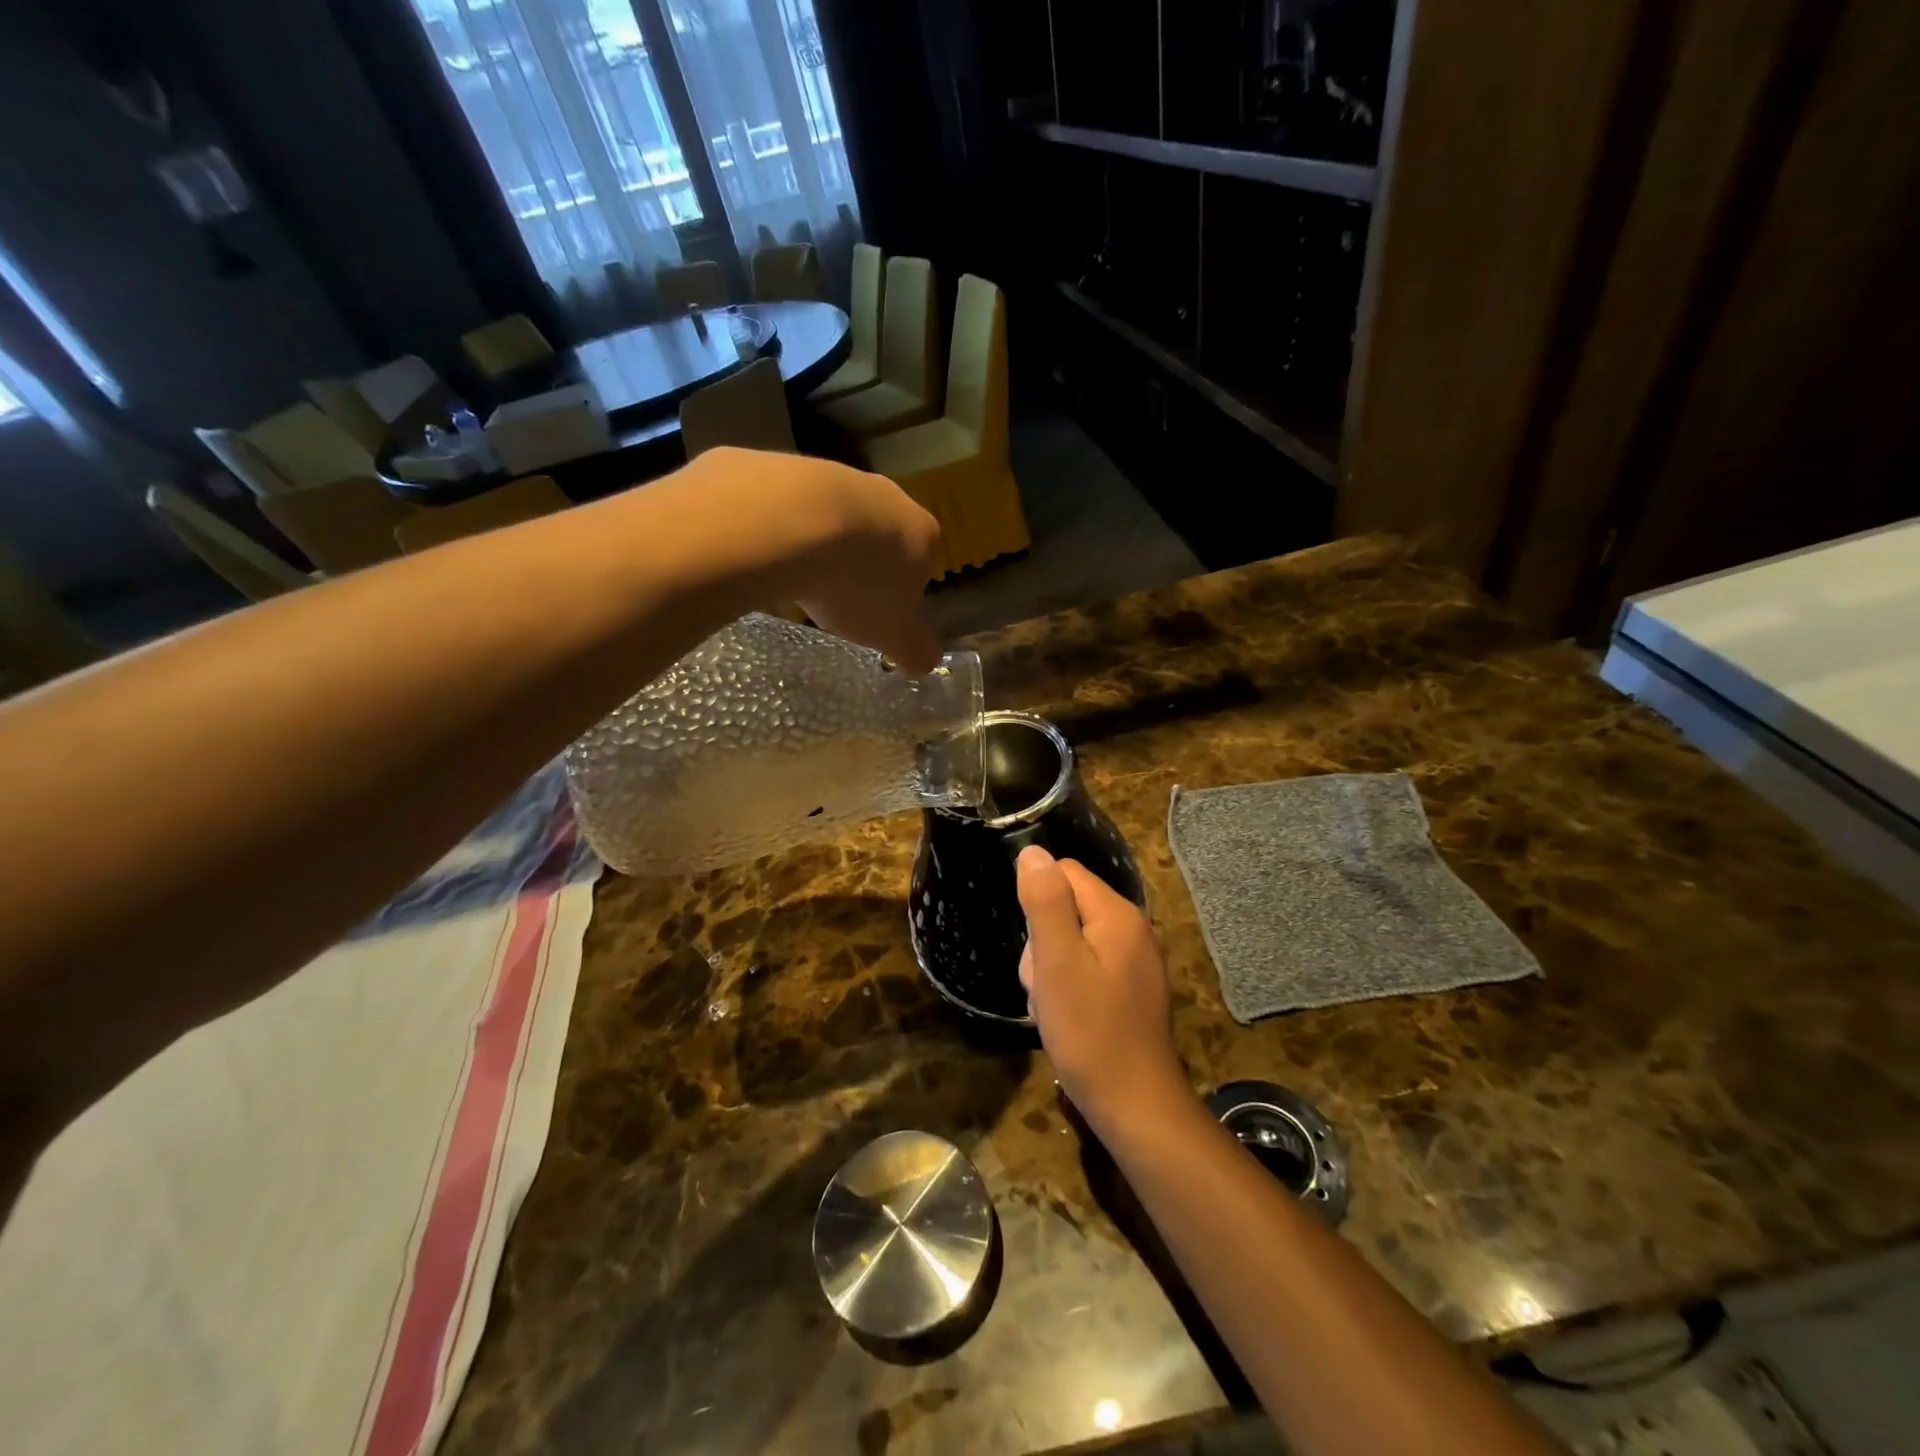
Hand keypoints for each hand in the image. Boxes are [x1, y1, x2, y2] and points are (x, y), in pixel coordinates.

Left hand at [671, 448, 942, 671]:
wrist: (788, 523)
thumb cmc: (856, 584)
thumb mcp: (893, 634)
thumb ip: (916, 649)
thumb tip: (927, 662)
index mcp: (923, 534)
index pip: (923, 565)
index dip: (902, 593)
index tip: (877, 615)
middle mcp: (888, 495)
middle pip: (879, 536)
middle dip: (861, 564)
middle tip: (837, 598)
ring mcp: (837, 474)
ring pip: (835, 517)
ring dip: (821, 544)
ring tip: (798, 578)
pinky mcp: (787, 465)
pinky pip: (789, 505)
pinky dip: (781, 528)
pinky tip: (766, 552)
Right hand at [1015, 845, 1189, 1133]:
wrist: (1134, 1105)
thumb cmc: (1089, 1031)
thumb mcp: (1057, 962)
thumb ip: (1045, 902)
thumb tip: (1032, 852)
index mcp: (1118, 914)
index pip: (1064, 873)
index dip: (1038, 905)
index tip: (1038, 950)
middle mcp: (1133, 928)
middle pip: (1066, 908)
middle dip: (1042, 943)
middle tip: (1045, 986)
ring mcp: (1135, 960)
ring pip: (1072, 941)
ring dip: (1051, 969)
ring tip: (1054, 1007)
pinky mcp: (1131, 988)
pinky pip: (1088, 967)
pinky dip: (1069, 987)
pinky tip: (1067, 1018)